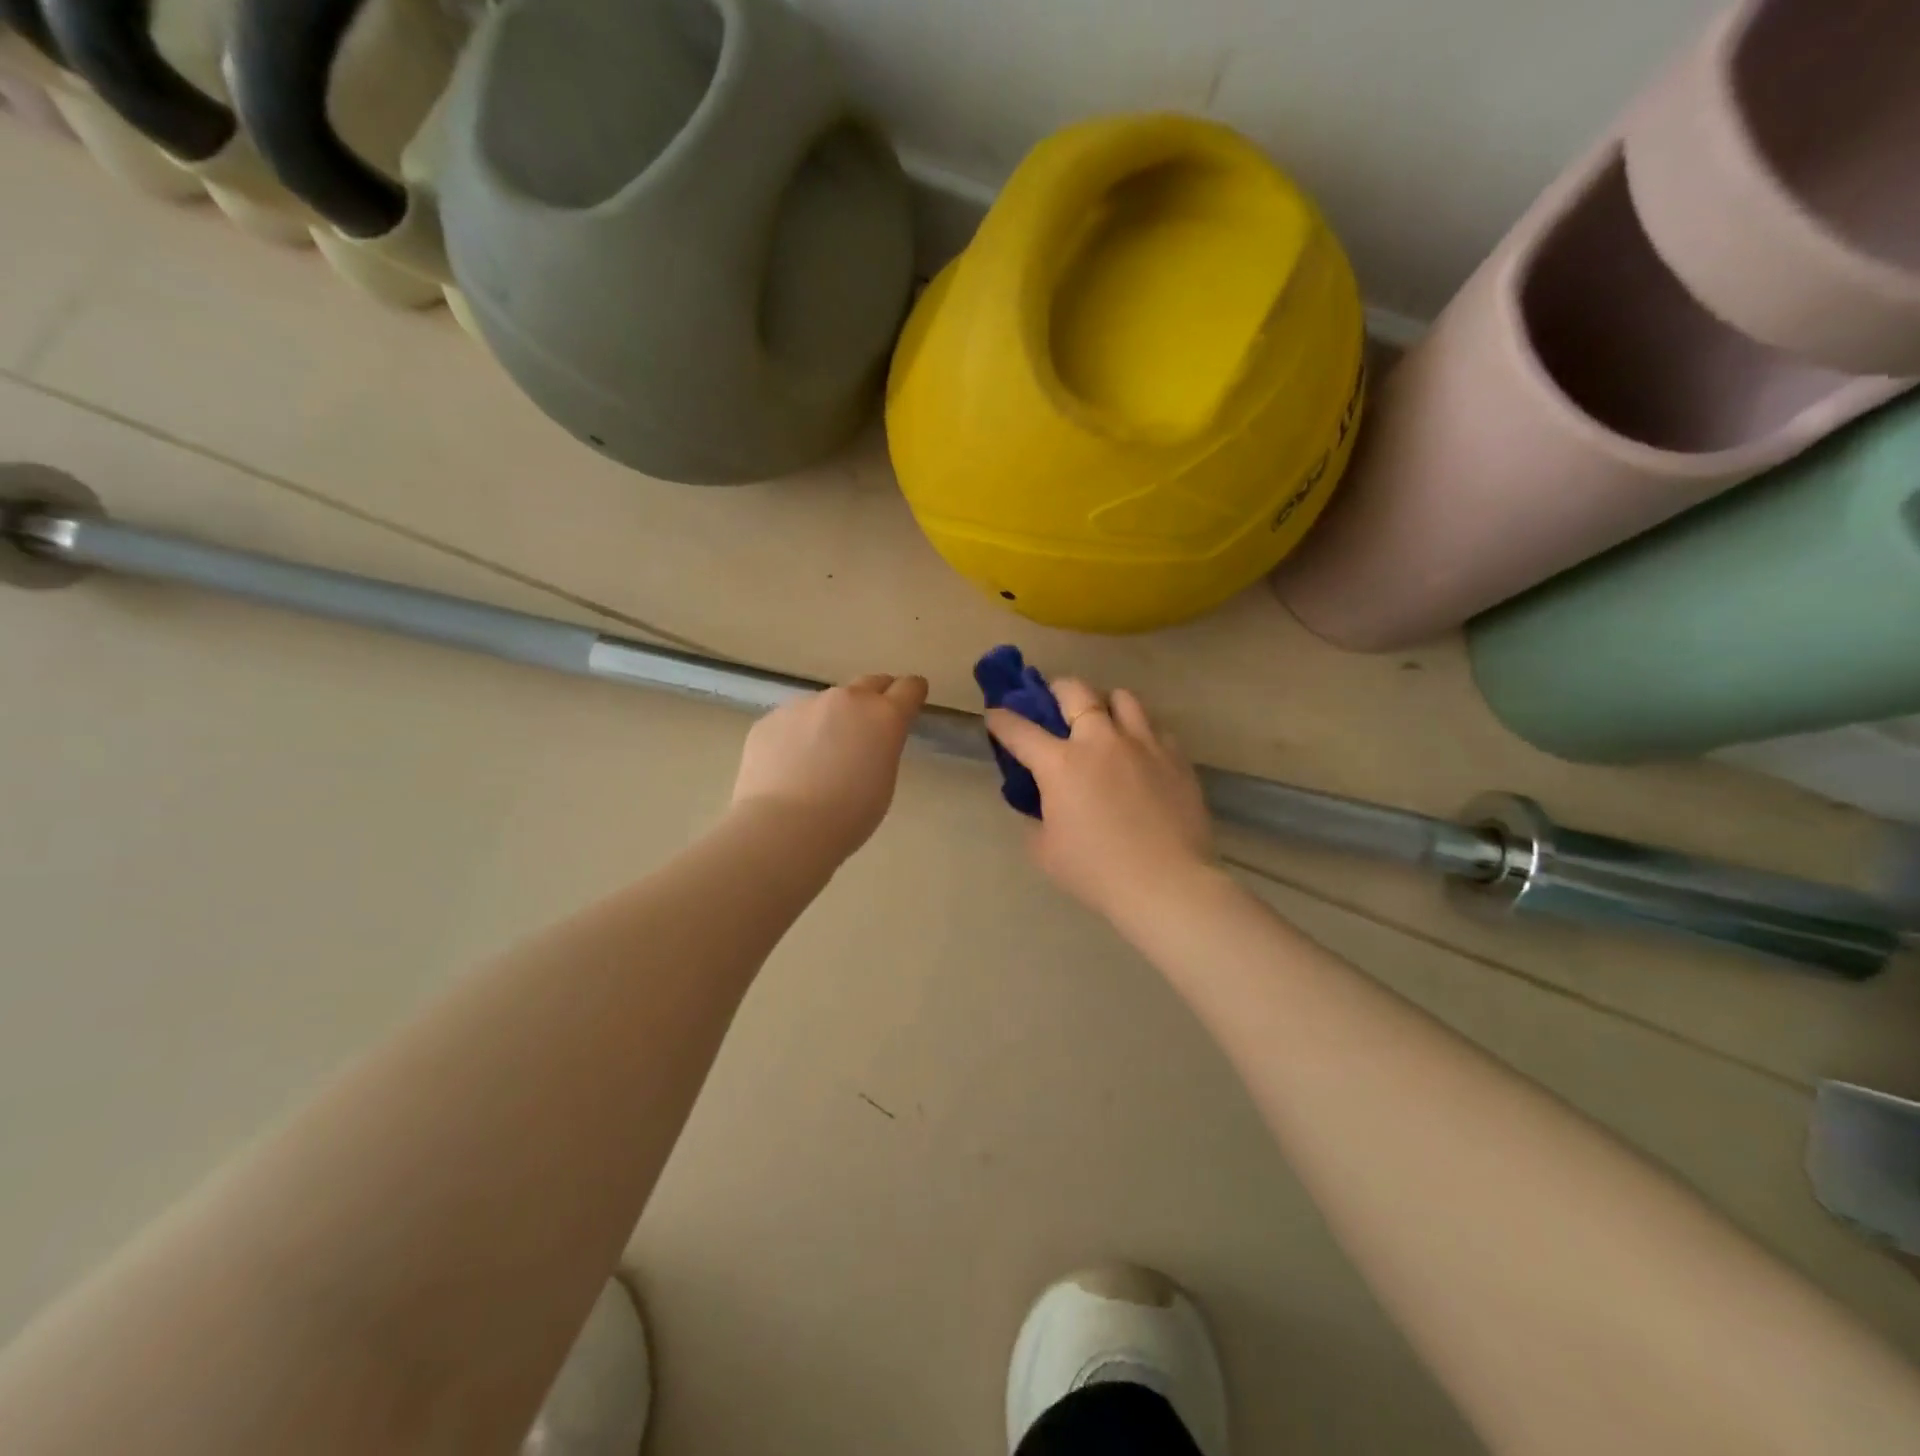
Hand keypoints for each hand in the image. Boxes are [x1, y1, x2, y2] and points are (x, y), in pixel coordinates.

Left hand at [732, 672, 928, 857]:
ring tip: (820, 756)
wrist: (784, 827)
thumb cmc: (848, 816)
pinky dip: (798, 735)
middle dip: (876, 698)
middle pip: (870, 683)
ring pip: (827, 703)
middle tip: (871, 724)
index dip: (913, 693)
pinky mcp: (771, 718)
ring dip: (831, 719)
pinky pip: (793, 721)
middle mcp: (846, 700)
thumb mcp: (883, 782)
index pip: (909, 688)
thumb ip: (881, 749)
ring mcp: (804, 705)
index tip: (912, 699)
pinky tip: (790, 766)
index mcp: (883, 716)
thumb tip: (867, 741)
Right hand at [987, 679, 1214, 919]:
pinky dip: (1140, 731)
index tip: (995, 715)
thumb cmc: (1096, 872)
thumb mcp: (1045, 851)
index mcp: (1060, 764)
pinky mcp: (1175, 757)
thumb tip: (1041, 803)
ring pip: (1122, 697)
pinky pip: (1155, 727)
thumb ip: (1036, 818)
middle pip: (1075, 691)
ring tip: (1103, 721)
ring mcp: (1142, 744)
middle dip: (1056, 690)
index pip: (1020, 730)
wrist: (1166, 884)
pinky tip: (1139, 752)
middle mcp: (1100, 741)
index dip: (1001, 720)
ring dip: (1105, 703)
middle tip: (1054, 703)